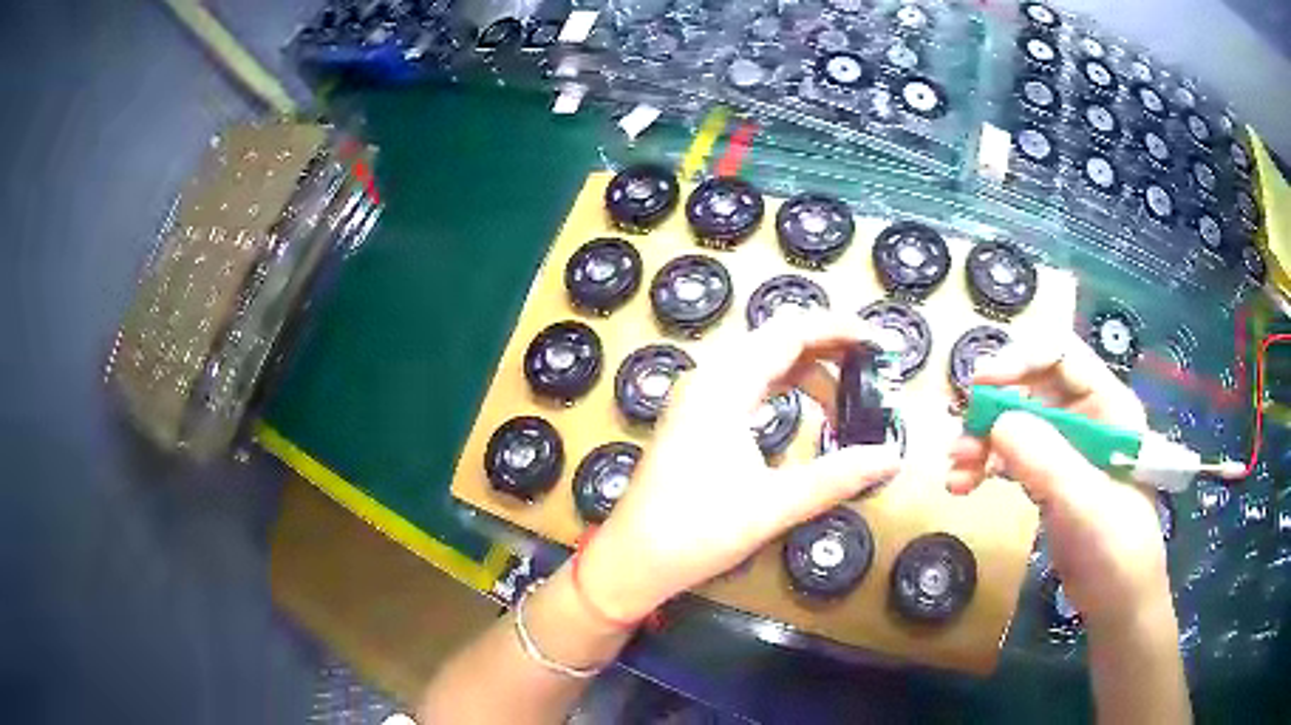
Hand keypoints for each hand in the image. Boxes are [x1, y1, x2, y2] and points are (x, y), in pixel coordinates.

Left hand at [578, 310, 902, 621]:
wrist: (632, 560)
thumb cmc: (695, 532)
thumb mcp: (773, 505)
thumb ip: (836, 477)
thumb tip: (892, 456)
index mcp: (723, 386)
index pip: (789, 333)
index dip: (837, 329)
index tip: (878, 341)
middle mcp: (708, 379)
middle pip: (776, 340)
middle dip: (828, 347)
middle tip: (873, 368)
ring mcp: (699, 398)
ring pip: (763, 363)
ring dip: (807, 372)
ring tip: (849, 397)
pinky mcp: (697, 418)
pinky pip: (749, 385)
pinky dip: (784, 389)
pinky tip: (807, 413)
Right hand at [947, 332, 1169, 628]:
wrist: (1117, 602)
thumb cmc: (1116, 548)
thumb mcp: (1085, 503)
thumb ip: (1046, 459)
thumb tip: (995, 420)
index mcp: (1108, 406)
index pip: (1062, 357)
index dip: (1020, 360)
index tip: (979, 384)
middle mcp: (1087, 417)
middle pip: (1032, 388)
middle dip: (992, 410)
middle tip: (960, 441)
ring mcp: (1068, 450)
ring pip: (1017, 424)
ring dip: (982, 442)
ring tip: (956, 473)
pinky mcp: (1050, 479)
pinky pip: (1012, 458)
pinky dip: (986, 467)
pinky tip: (964, 487)